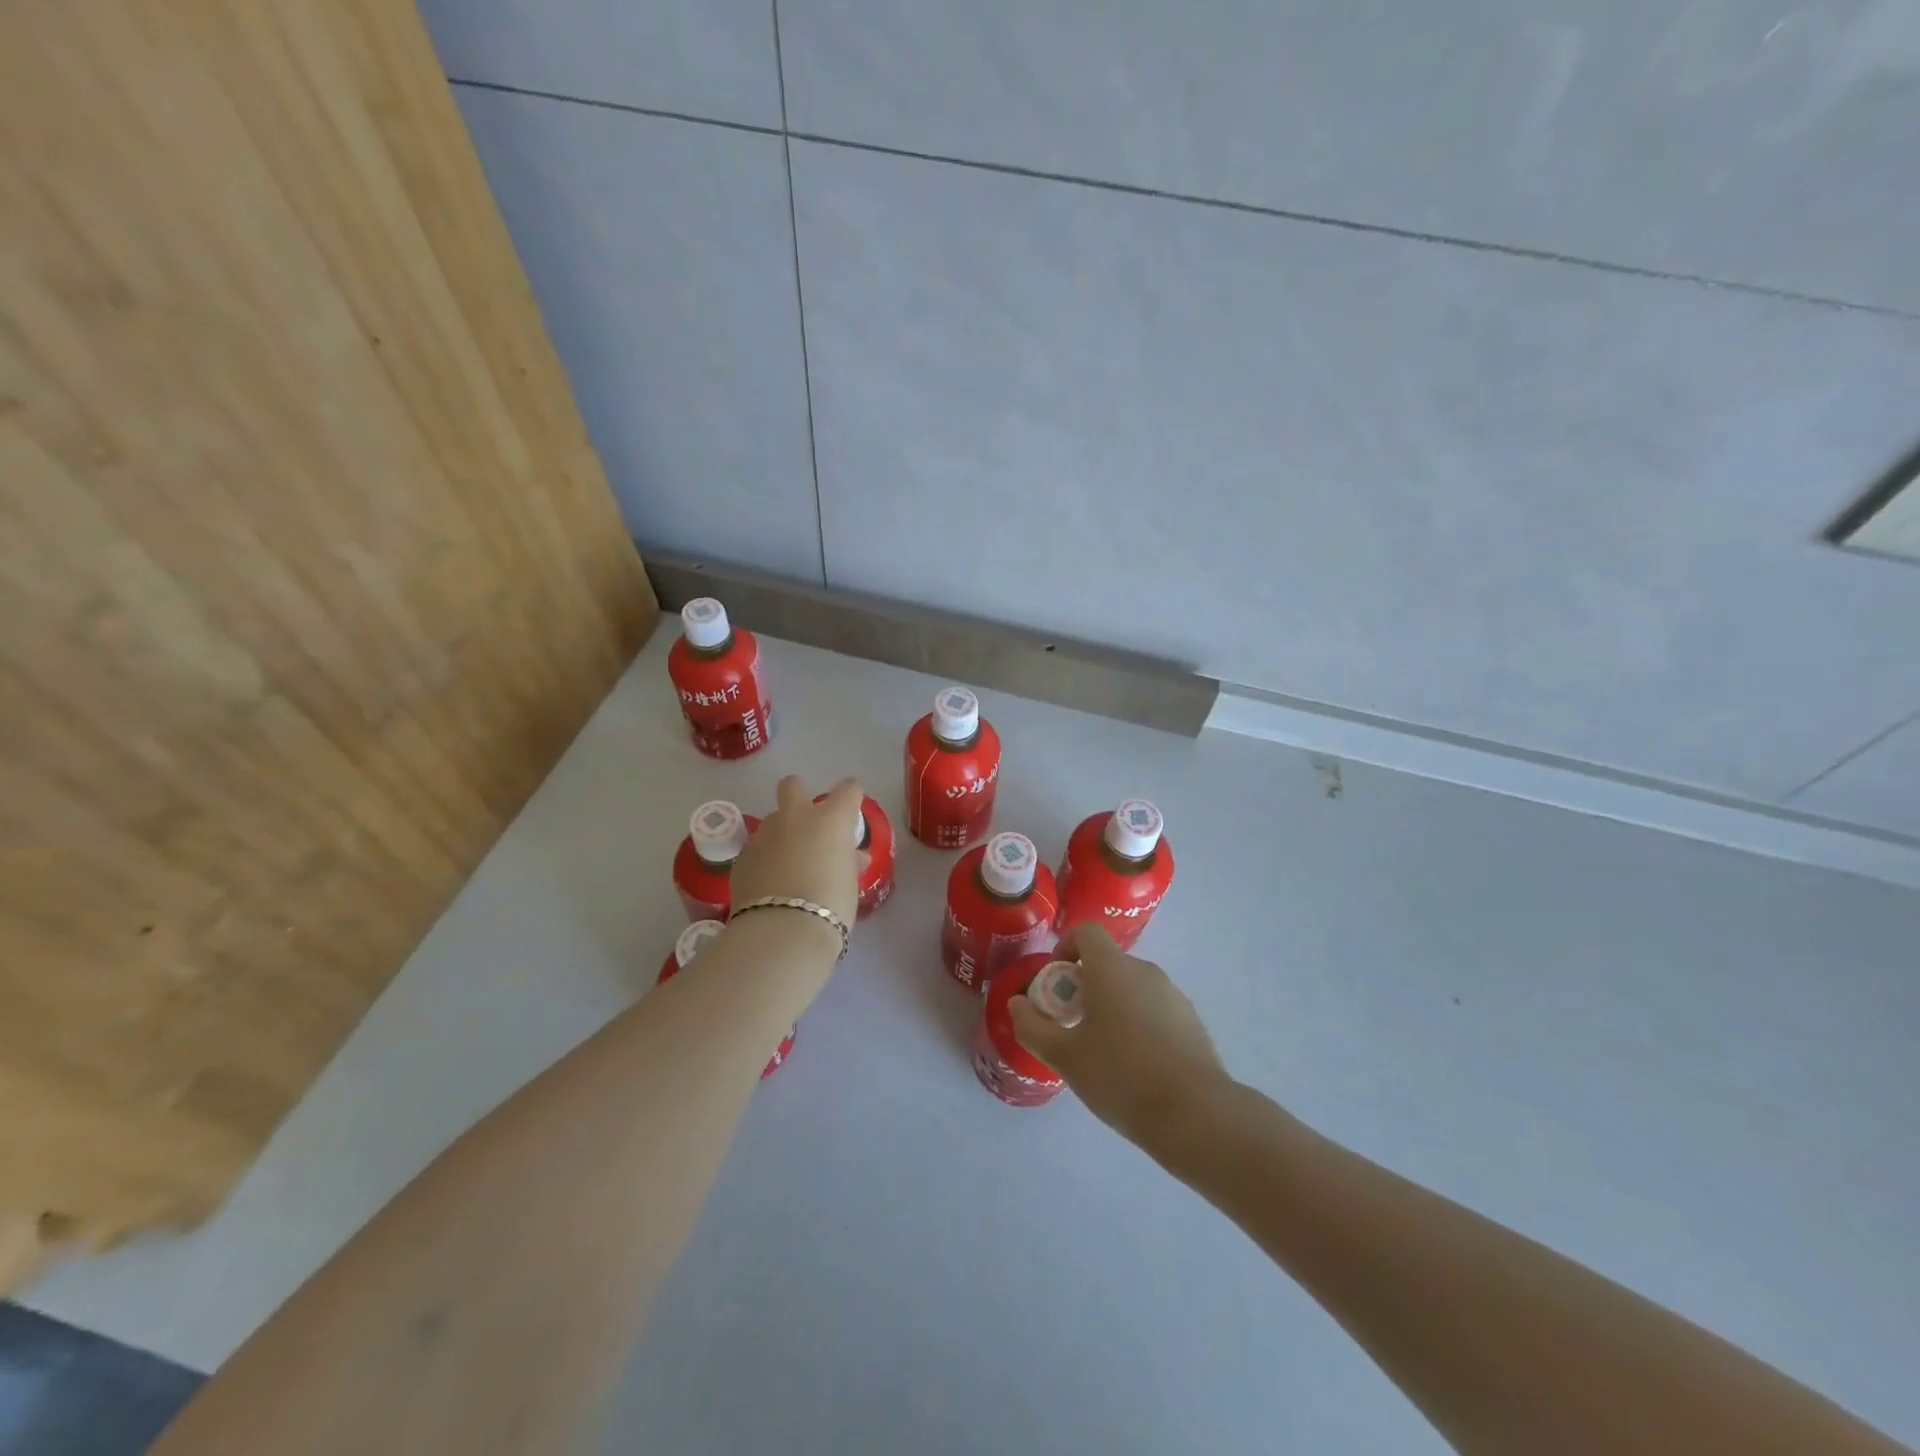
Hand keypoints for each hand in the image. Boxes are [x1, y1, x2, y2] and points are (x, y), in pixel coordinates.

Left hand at [731, 775, 863, 930]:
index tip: (851, 814)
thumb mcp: (850, 882)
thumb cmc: (831, 905)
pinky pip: (757, 848)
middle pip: (793, 785)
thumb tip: (852, 857)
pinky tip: (770, 883)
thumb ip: (850, 861)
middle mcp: (796, 817)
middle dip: (800, 796)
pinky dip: (765, 859)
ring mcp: (764, 835)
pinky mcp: (742, 856)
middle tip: (808, 825)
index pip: (849, 789)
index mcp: (830, 819)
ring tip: (788, 865)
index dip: (852, 798)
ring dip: (781, 834)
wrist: (782, 932)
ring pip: (772, 820)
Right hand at [1009, 924, 1230, 1148]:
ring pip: (1132, 987)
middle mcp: (1144, 971)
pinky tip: (1137, 1066)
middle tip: (1073, 1026)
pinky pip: (1155, 1008)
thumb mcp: (1064, 1057)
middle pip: (1108, 962)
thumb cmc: (1120, 1076)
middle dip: (1085, 985)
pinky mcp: (1191, 1020)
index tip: (1056, 985)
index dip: (1065, 948)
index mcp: (1111, 969)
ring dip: (1113, 1005)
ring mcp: (1173, 994)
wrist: (1194, 1113)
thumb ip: (1033, 1027)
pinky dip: (1139, 1023)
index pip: (1086, 932)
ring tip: (1105, 1051)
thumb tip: (1016, 1004)